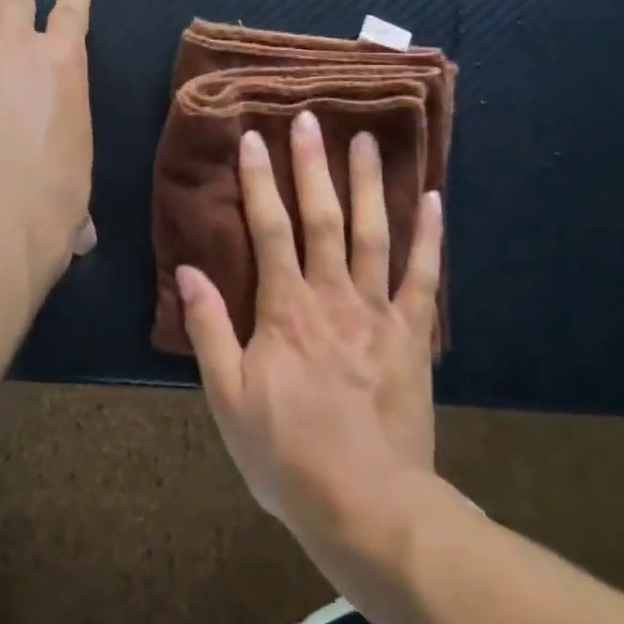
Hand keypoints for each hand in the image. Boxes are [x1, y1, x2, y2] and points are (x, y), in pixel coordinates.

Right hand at [178, 112, 443, 547]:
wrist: (367, 506)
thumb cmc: (287, 455)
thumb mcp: (228, 398)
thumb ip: (209, 330)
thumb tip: (189, 270)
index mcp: (284, 309)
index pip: (269, 229)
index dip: (260, 181)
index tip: (254, 137)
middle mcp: (332, 296)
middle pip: (322, 218)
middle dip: (313, 165)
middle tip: (311, 117)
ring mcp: (378, 311)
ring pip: (373, 233)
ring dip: (369, 183)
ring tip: (367, 140)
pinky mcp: (412, 334)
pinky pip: (424, 276)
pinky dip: (430, 237)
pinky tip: (434, 200)